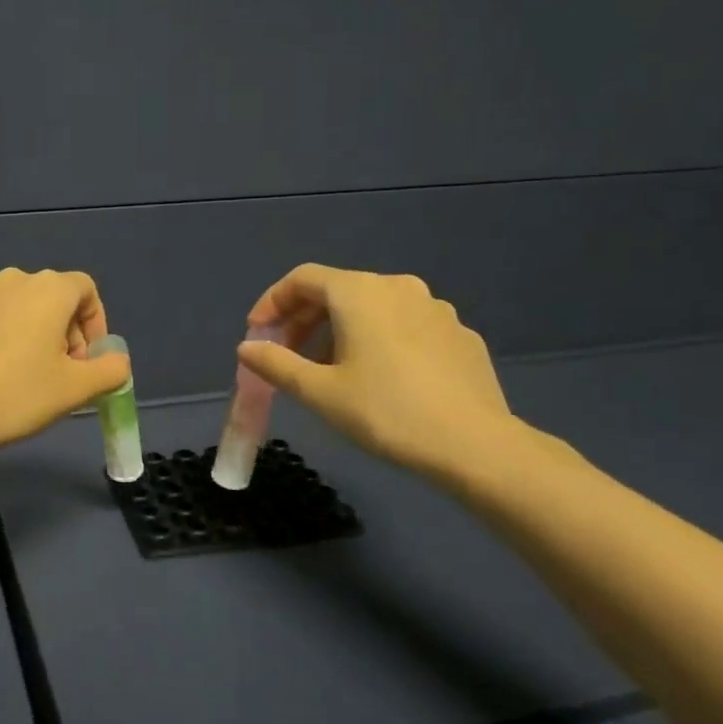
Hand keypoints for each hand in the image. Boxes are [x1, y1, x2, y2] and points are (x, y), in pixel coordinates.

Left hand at [0, 268, 131, 455]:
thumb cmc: (15, 395)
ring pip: (16, 310)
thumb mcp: (75, 390)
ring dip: (30, 336)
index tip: (88, 362)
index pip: (86, 289)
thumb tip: (117, 362)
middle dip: (64, 334)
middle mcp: (10, 281)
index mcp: (47, 289)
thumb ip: (110, 371)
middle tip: (60, 376)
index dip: (96, 324)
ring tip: (23, 378)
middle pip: (51, 298)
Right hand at [237, 265, 516, 483]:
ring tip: (329, 371)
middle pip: (338, 290)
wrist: (475, 445)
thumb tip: (247, 348)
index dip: (272, 302)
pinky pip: (404, 326)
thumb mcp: (319, 392)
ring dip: (340, 331)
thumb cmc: (385, 412)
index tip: (256, 333)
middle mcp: (399, 287)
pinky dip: (378, 341)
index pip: (303, 278)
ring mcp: (436, 309)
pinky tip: (379, 379)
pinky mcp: (459, 335)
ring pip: (373, 308)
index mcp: (360, 293)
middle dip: (304, 320)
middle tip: (286, 356)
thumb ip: (276, 364)